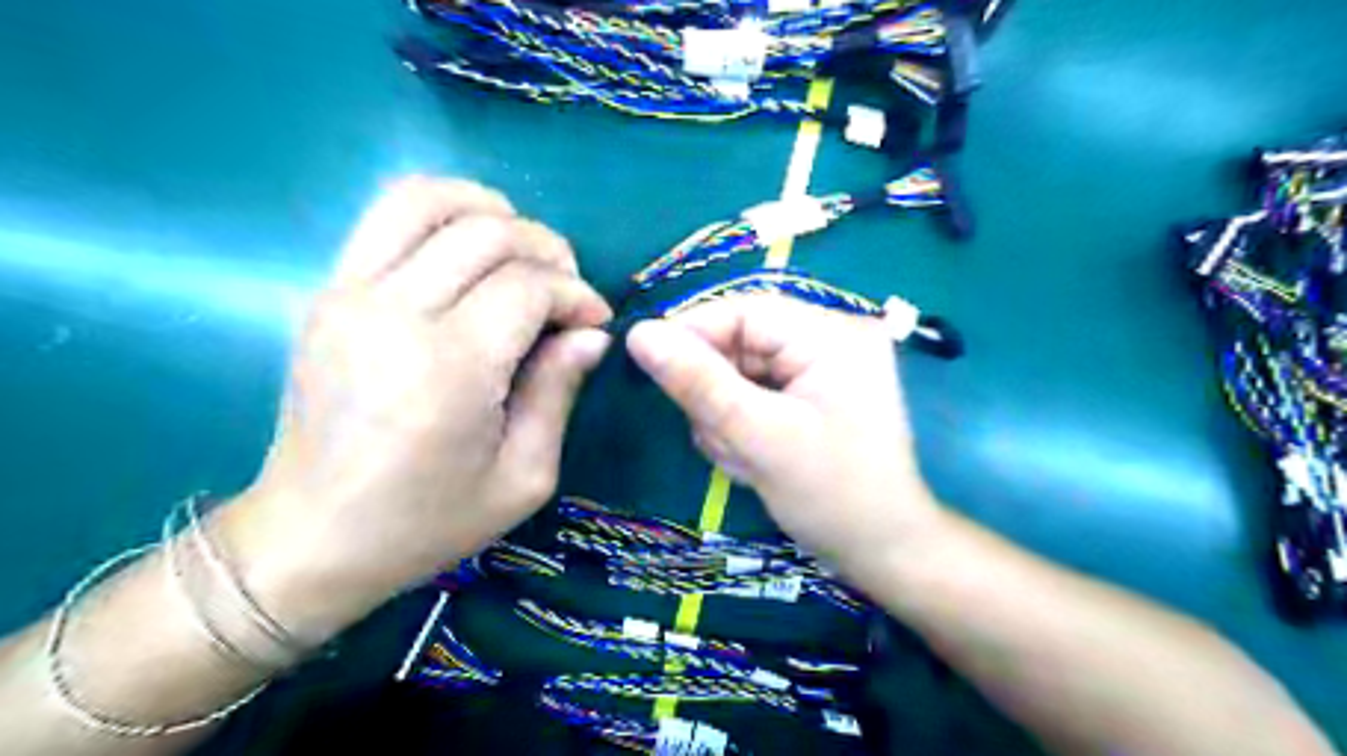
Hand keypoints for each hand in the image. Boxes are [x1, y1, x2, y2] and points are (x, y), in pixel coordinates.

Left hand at [218, 176, 610, 642]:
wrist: (311, 537)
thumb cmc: (427, 520)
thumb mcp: (522, 477)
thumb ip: (558, 392)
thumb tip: (591, 334)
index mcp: (449, 369)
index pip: (528, 286)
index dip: (576, 294)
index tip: (595, 322)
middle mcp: (394, 315)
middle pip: (487, 234)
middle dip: (548, 250)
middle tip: (567, 291)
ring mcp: (349, 295)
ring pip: (427, 200)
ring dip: (490, 210)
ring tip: (521, 252)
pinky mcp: (328, 293)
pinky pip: (385, 217)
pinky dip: (440, 212)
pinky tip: (469, 248)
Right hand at [627, 295, 937, 573]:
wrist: (884, 553)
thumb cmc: (833, 497)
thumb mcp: (760, 437)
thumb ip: (699, 383)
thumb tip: (639, 334)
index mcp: (831, 335)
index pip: (743, 310)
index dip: (692, 333)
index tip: (649, 366)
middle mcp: (829, 340)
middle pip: (740, 344)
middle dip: (718, 395)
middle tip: (724, 441)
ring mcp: (821, 369)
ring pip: (740, 374)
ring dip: (728, 418)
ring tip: (746, 460)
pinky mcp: (810, 396)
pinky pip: (754, 396)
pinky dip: (742, 428)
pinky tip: (754, 462)